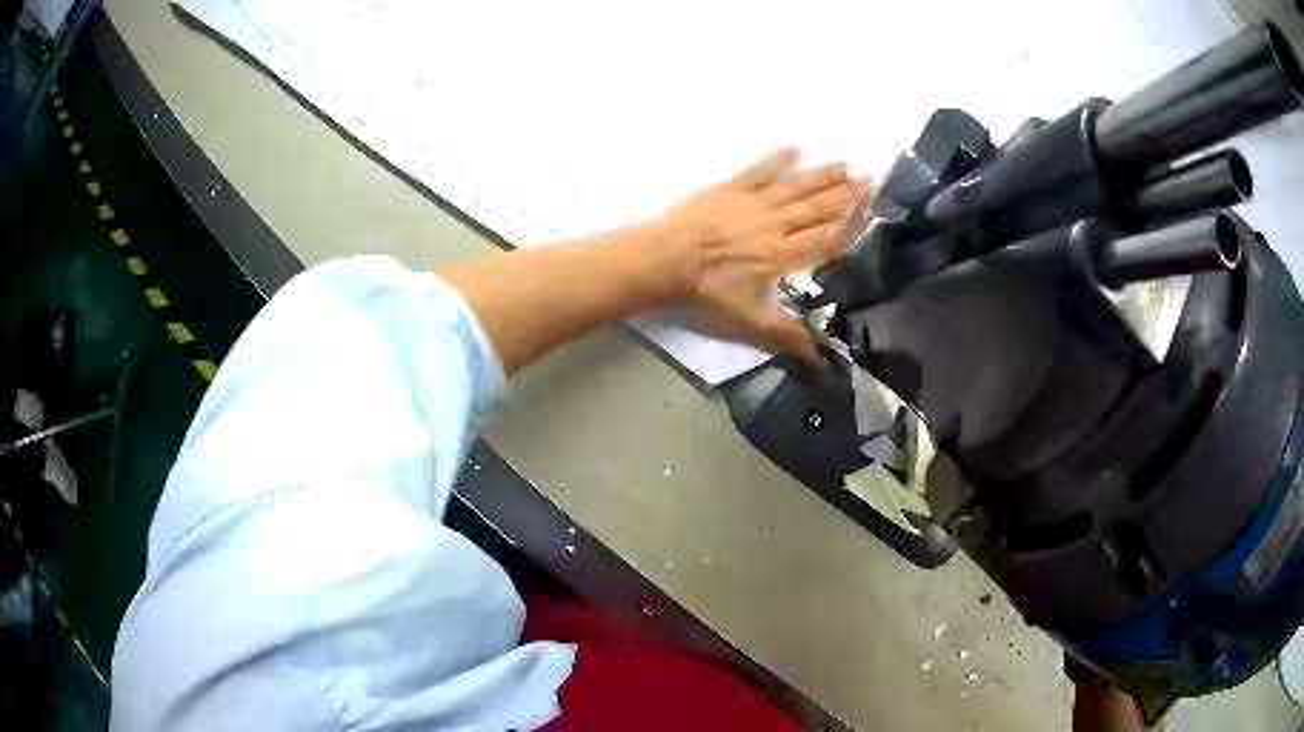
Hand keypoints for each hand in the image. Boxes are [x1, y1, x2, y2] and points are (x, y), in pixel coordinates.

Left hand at [660, 148, 869, 363]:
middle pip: (816, 209)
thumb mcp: (747, 323)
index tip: (871, 211)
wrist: (664, 260)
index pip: (825, 238)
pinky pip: (759, 170)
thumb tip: (822, 362)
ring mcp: (752, 202)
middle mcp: (775, 224)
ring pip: (795, 187)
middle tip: (870, 181)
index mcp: (782, 255)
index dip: (850, 225)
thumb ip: (785, 337)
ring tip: (844, 165)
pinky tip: (795, 147)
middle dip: (845, 196)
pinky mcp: (729, 188)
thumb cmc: (705, 293)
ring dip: (821, 177)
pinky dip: (777, 159)